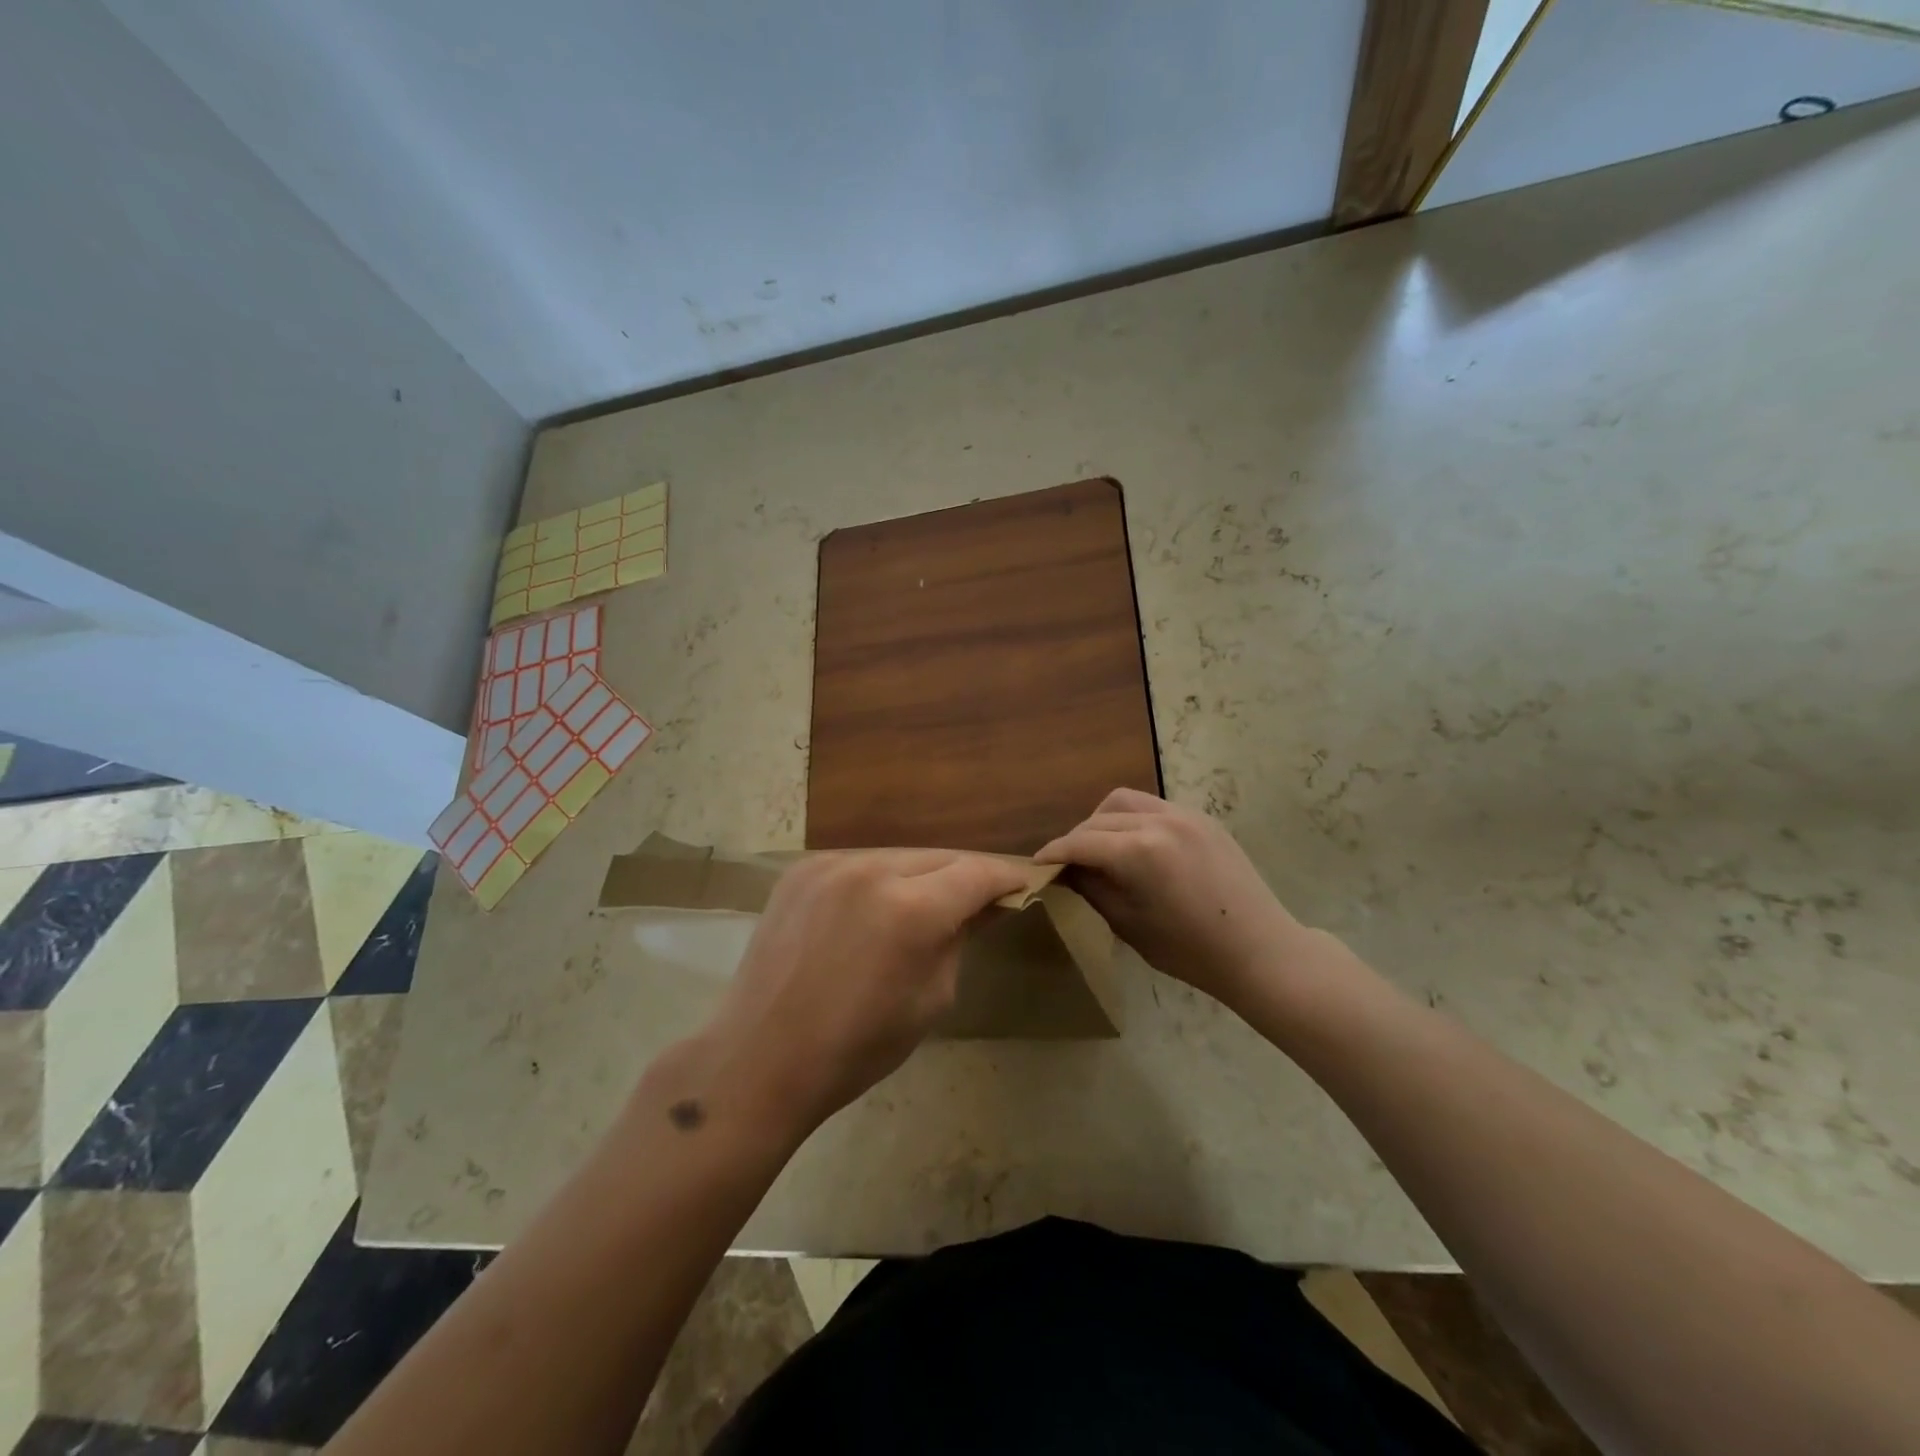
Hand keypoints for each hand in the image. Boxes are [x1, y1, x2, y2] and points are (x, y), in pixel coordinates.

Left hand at [702, 849, 1030, 1140]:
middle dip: (965, 875)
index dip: (1006, 878)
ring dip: (921, 875)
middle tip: (979, 899)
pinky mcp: (801, 870)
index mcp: (912, 909)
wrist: (761, 1058)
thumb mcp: (931, 999)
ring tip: (926, 905)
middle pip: (940, 857)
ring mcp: (831, 865)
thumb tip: (983, 907)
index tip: (1023, 885)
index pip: (977, 873)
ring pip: (899, 856)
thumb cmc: (858, 1047)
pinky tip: (876, 908)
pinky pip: (859, 863)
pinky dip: (879, 880)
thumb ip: (961, 939)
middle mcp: (873, 870)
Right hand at [1035, 788, 1311, 1013]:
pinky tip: (1135, 847)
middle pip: (1100, 817)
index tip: (1036, 864)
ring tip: (1100, 849)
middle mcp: (1160, 821)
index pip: (1081, 842)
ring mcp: (1185, 815)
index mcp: (1140, 851)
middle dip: (1077, 838)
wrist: (1261, 951)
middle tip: (1068, 864)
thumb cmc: (1191, 951)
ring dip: (1103, 821)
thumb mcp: (1129, 924)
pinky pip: (1154, 807)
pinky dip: (1133, 820)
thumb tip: (1067, 871)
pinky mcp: (1203, 819)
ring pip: (1126, 801)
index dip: (1054, 853)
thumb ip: (1093, 889)